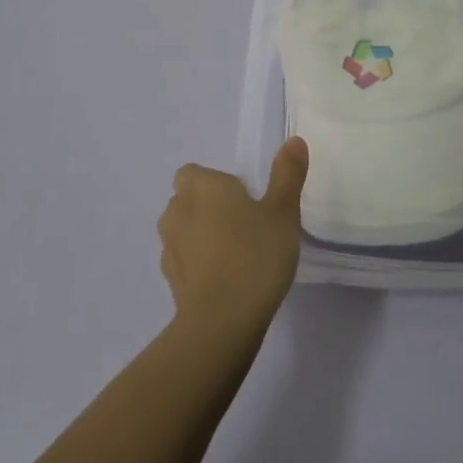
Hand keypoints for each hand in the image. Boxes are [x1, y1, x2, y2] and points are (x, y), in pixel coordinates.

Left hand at [158, 138, 307, 338]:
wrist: (222, 321)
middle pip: (187, 200)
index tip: (245, 200)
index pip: (196, 173)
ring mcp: (169, 247)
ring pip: (183, 231)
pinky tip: (225, 280)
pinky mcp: (170, 280)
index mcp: (201, 186)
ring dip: (201, 236)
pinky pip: (185, 261)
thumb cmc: (255, 255)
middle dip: (208, 208)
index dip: (217, 183)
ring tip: (236, 255)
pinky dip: (199, 265)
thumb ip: (287, 174)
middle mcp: (177, 210)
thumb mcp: (283, 211)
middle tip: (244, 225)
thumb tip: (294, 141)